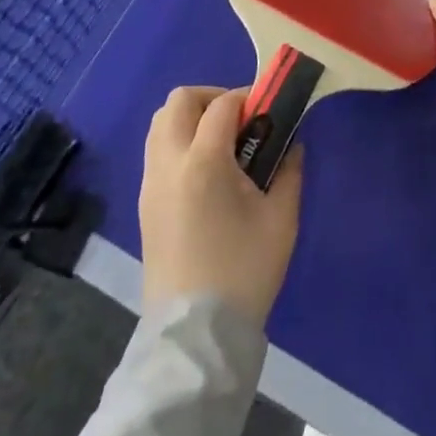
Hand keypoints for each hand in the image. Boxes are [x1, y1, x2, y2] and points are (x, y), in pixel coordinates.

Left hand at [139, 86, 304, 325]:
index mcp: (202, 162)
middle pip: (179, 101)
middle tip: (241, 120)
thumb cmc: (244, 271)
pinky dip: (179, 143)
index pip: (222, 105)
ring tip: (224, 144)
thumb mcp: (281, 218)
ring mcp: (150, 186)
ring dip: (191, 119)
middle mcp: (168, 165)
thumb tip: (291, 144)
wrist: (196, 337)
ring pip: (161, 124)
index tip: (269, 111)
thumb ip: (289, 170)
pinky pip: (157, 152)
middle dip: (211, 98)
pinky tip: (207, 171)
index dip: (247, 98)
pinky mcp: (144, 206)